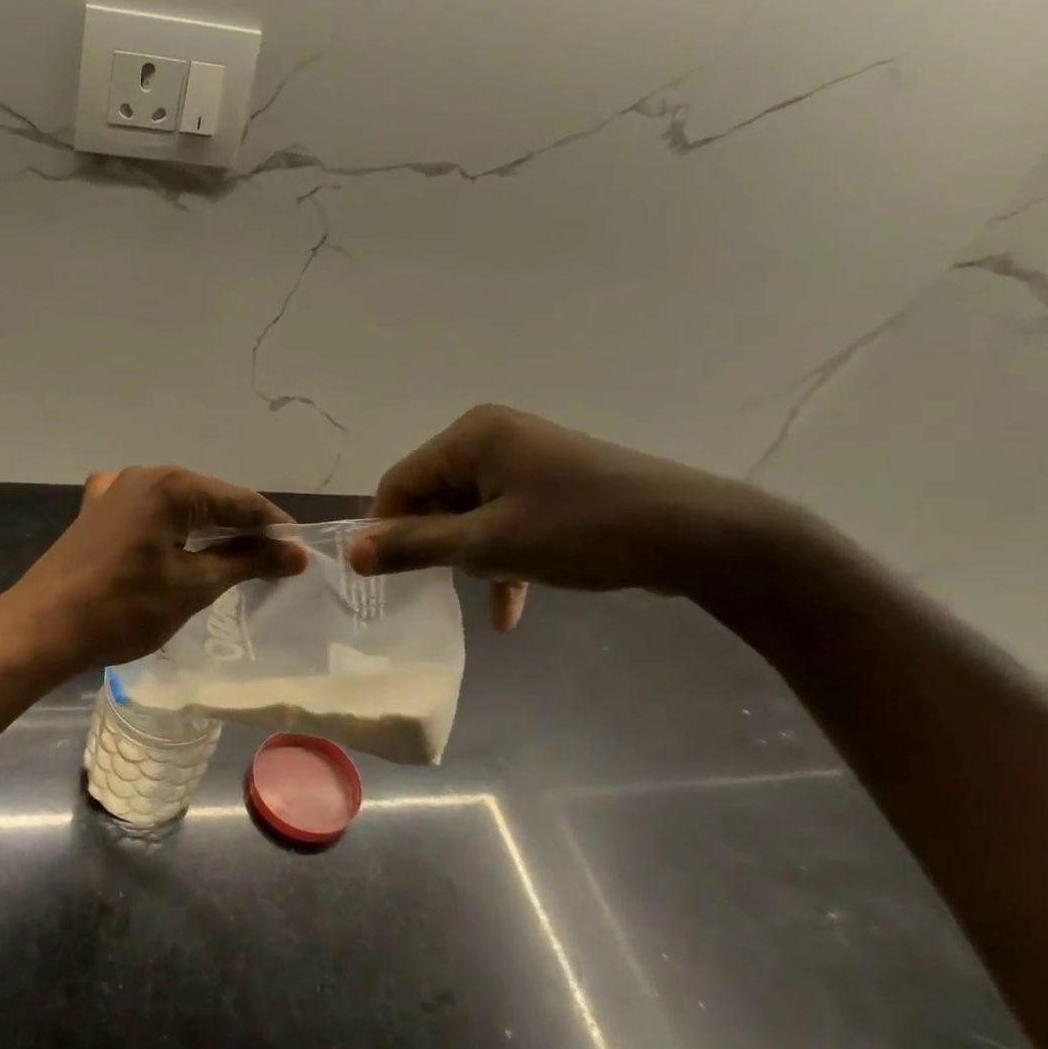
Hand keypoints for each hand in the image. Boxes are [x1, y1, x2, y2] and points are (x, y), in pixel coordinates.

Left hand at [4, 466, 303, 673]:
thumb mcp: (194, 585)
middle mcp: (144, 475)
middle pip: (210, 499)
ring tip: (234, 559)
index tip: (300, 554)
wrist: (43, 627)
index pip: (241, 502)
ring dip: (206, 529)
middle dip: (242, 528)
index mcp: (173, 485)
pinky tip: (173, 544)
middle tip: (272, 562)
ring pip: (178, 506)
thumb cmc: (124, 608)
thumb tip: (296, 553)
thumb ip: (248, 561)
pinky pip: (146, 513)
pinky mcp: (95, 512)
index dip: (275, 528)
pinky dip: (169, 528)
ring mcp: (114, 490)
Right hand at [349, 405, 777, 627]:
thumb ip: (415, 547)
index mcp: (472, 436)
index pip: (400, 482)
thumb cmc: (580, 531)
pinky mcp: (551, 486)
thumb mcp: (488, 543)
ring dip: (471, 559)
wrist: (696, 536)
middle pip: (434, 498)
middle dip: (437, 547)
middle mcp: (494, 438)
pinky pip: (505, 522)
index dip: (385, 530)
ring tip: (488, 593)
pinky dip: (503, 561)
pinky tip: (510, 612)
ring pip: (469, 516)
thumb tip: (351, 555)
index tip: (383, 577)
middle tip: (440, 589)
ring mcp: (526, 461)